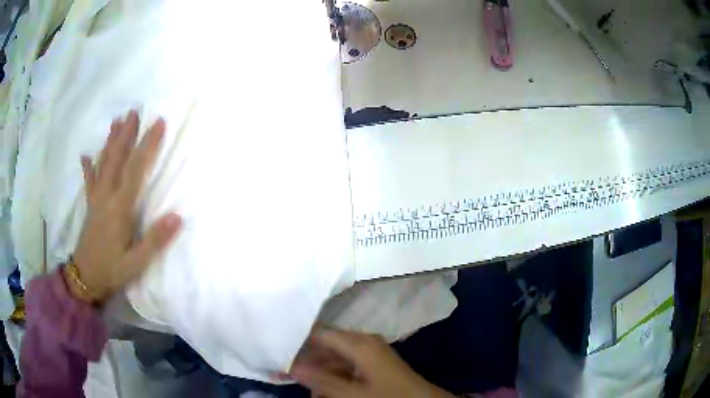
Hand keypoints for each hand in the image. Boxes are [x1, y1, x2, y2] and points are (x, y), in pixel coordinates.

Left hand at [70, 110, 181, 304]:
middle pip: (117, 159)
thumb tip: (178, 217)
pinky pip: (89, 181)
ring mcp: (96, 199)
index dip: (148, 145)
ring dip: (110, 141)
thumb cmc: (112, 271)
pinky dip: (88, 167)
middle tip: (134, 111)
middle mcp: (107, 196)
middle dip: (127, 134)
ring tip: (116, 121)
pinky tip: (85, 155)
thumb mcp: (137, 262)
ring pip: (103, 164)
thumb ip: (155, 240)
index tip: (158, 123)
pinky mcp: (90, 206)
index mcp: (120, 208)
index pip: (136, 169)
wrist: (85, 279)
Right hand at [290, 329, 453, 397]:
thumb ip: (321, 380)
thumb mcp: (353, 394)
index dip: (297, 342)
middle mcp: (364, 341)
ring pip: (335, 356)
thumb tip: (291, 367)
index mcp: (359, 343)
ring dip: (319, 369)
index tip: (278, 351)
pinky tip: (323, 388)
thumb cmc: (389, 396)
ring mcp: (370, 351)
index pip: (319, 334)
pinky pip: (347, 364)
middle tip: (285, 372)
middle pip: (326, 344)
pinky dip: (333, 374)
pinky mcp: (374, 362)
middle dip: (306, 358)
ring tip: (302, 384)